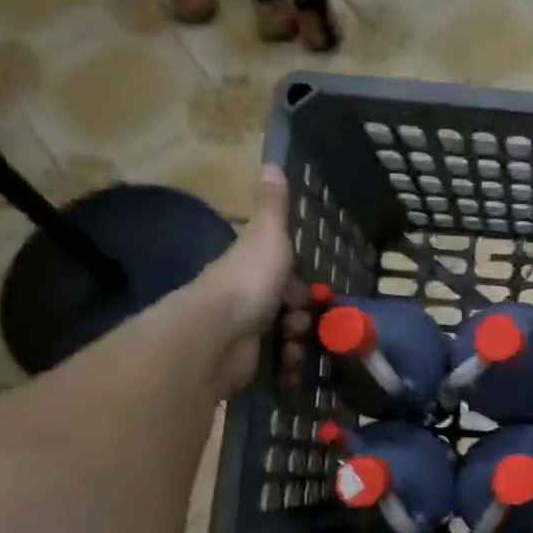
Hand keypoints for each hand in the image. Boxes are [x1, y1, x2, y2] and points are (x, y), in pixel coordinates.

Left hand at [199, 166, 305, 394]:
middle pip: (290, 312)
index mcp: (253, 271)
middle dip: (304, 321)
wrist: (217, 333)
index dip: (304, 290)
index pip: (287, 281)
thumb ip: (274, 207)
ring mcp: (245, 335)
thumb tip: (272, 161)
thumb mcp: (268, 236)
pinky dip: (287, 371)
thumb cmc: (248, 280)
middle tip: (302, 324)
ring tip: (291, 349)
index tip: (315, 298)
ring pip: (286, 341)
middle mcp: (247, 302)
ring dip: (297, 346)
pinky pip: (276, 369)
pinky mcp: (246, 365)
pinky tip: (288, 370)